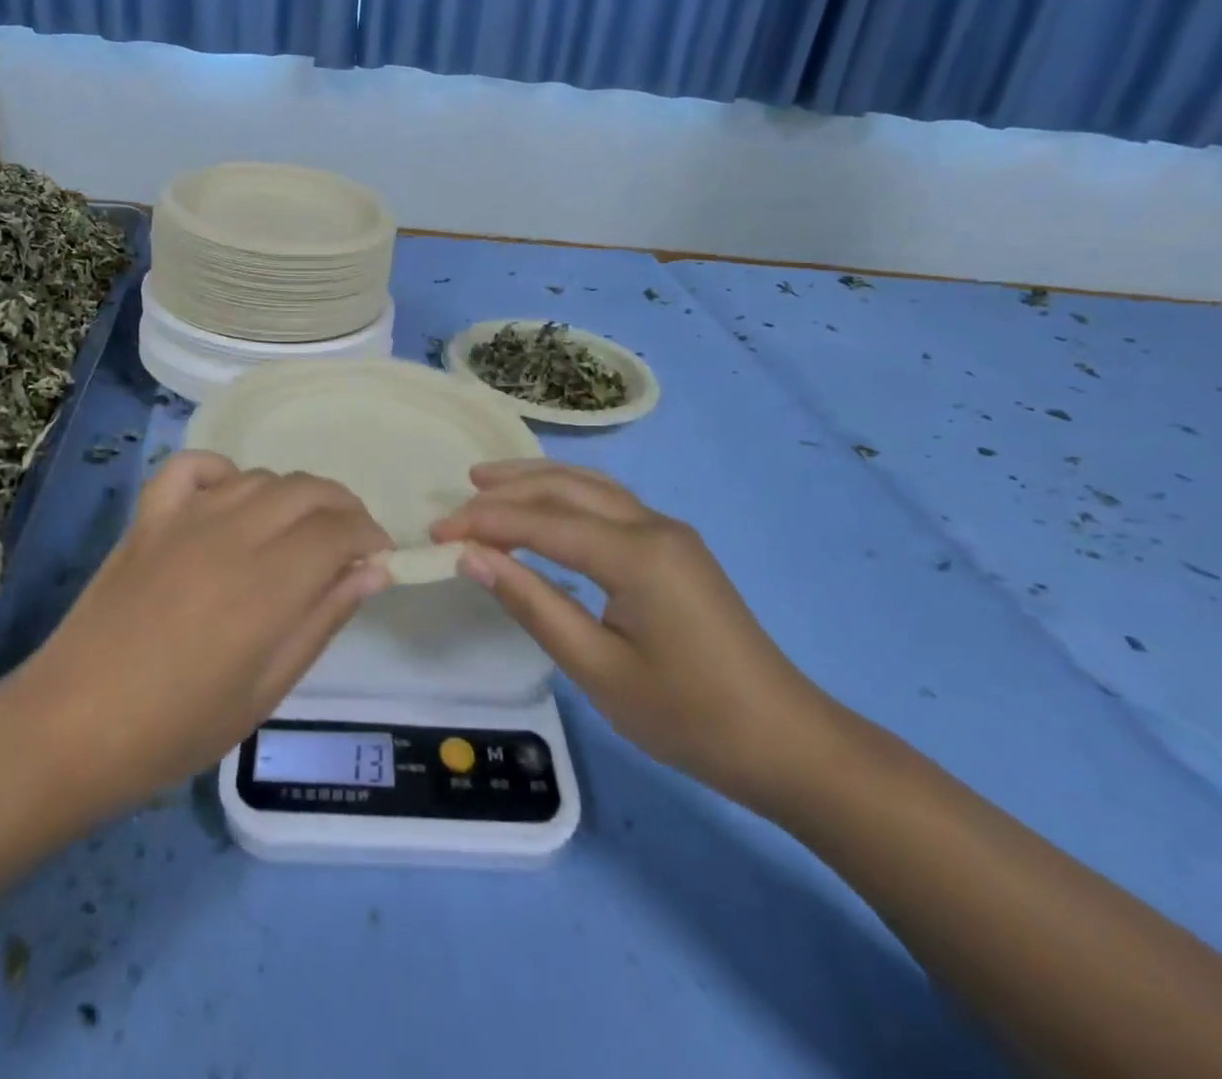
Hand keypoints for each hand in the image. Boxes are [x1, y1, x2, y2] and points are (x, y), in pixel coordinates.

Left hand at [1, 452, 392, 814]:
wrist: (71, 728)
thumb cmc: (177, 727)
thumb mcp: (267, 689)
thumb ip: (323, 619)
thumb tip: (375, 571)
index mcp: (267, 584)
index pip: (339, 530)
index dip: (369, 536)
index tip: (379, 558)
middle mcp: (232, 535)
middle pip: (307, 491)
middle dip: (343, 509)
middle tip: (349, 545)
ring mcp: (185, 519)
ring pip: (260, 477)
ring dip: (293, 496)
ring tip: (296, 533)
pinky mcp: (149, 518)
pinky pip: (192, 466)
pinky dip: (222, 471)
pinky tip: (230, 499)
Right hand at [432, 461, 820, 799]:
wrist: (785, 741)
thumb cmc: (688, 716)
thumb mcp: (598, 669)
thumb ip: (533, 604)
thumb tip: (473, 558)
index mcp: (636, 554)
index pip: (543, 522)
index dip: (485, 524)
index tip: (436, 534)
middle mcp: (653, 525)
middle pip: (566, 488)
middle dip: (507, 490)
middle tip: (456, 498)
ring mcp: (668, 532)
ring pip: (590, 486)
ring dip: (537, 480)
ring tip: (487, 481)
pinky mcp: (675, 547)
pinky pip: (609, 503)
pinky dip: (566, 495)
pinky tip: (546, 506)